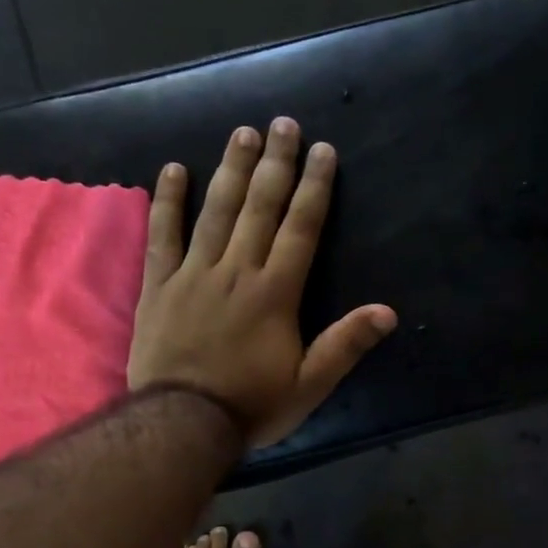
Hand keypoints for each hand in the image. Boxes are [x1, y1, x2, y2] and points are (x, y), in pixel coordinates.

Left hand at [129, 117, 396, 449]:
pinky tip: (174, 170)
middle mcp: (237, 271)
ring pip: (216, 211)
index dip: (314, 187)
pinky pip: (162, 236)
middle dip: (275, 163)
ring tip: (242, 133)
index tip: (322, 151)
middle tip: (282, 123)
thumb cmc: (251, 405)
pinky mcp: (159, 286)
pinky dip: (167, 202)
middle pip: (259, 207)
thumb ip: (346, 344)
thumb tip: (388, 312)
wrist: (181, 424)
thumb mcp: (309, 385)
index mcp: (275, 292)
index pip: (300, 228)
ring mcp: (194, 274)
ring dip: (231, 170)